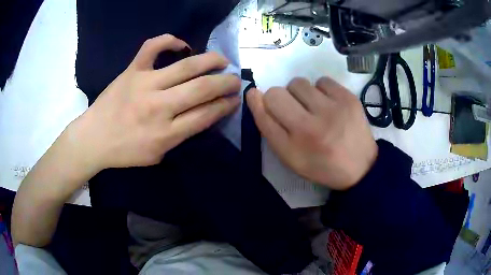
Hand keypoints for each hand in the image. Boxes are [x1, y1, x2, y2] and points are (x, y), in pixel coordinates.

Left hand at [68, 34, 240, 172]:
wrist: (93, 139)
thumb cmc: (125, 152)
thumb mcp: (157, 155)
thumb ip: (180, 136)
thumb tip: (202, 114)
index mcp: (166, 134)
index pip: (206, 114)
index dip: (225, 105)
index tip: (235, 99)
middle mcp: (159, 107)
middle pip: (201, 89)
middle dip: (225, 83)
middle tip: (235, 80)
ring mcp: (144, 84)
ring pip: (185, 66)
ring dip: (211, 61)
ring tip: (222, 60)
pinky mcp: (131, 71)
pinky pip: (152, 47)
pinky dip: (168, 40)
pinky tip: (181, 44)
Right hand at [247, 77, 377, 189]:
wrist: (360, 167)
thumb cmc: (320, 164)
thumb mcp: (290, 157)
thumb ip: (269, 127)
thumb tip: (254, 94)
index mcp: (296, 144)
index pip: (265, 108)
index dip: (260, 102)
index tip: (263, 101)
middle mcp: (313, 126)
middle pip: (278, 92)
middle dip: (281, 99)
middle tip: (296, 112)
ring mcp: (334, 109)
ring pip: (299, 82)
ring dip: (301, 93)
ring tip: (314, 108)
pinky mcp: (349, 98)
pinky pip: (322, 80)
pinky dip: (321, 90)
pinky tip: (329, 104)